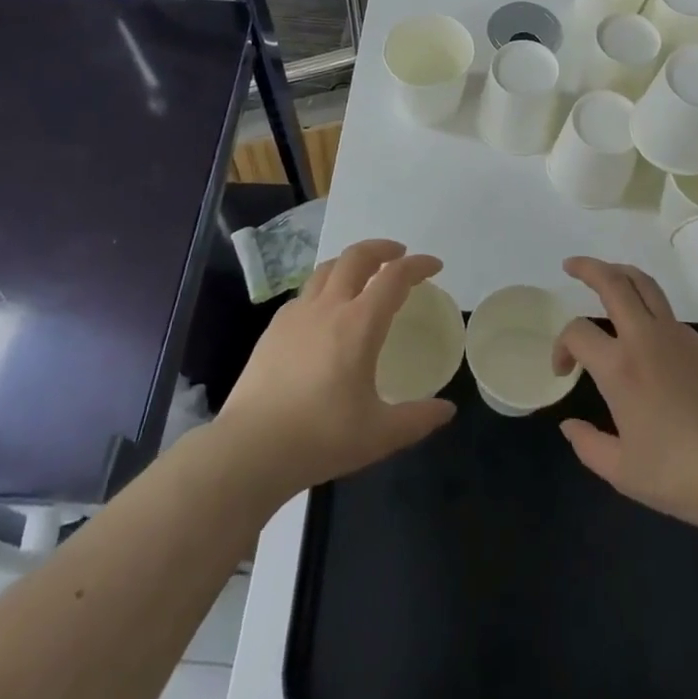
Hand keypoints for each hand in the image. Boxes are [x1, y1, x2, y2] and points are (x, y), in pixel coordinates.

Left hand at [213, 239, 455, 505]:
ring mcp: (297, 314)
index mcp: (360, 324)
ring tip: (362, 274)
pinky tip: (324, 311)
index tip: (434, 266)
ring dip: (350, 262)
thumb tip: (447, 409)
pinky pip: (305, 293)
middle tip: (398, 255)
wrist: (251, 449)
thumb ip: (417, 419)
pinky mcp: (274, 329)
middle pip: (357, 256)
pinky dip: (324, 287)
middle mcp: (329, 307)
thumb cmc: (321, 437)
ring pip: (327, 268)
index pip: (395, 277)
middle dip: (382, 248)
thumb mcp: (379, 435)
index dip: (418, 265)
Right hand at [554, 256, 697, 538]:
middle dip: (588, 268)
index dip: (561, 345)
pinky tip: (645, 333)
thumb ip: (587, 445)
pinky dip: (647, 307)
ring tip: (606, 277)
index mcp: (620, 366)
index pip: (577, 331)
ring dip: (620, 274)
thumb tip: (569, 424)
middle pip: (613, 282)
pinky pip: (667, 313)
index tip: (563, 370)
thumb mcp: (622, 472)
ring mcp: (678, 336)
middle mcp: (645, 338)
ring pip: (644, 284)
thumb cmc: (679, 475)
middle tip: (571, 266)